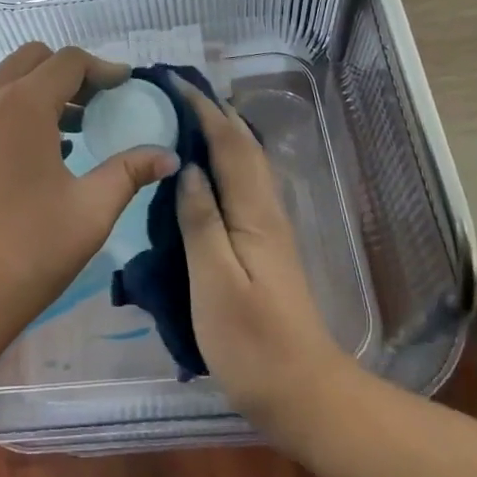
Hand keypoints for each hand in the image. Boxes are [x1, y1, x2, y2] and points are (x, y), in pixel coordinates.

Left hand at [0, 43, 177, 356]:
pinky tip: (37, 153)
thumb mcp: (90, 211)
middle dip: (70, 73)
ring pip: (6, 81)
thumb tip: (168, 156)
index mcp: (21, 104)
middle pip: (33, 59)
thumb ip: (130, 171)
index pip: (68, 61)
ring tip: (74, 130)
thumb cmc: (26, 252)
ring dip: (41, 91)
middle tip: (99, 104)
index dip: (103, 68)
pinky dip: (14, 110)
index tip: (126, 86)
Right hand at [174, 86, 353, 436]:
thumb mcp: (215, 283)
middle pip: (242, 145)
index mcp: (253, 213)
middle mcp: (266, 210)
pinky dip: (224, 159)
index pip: (227, 144)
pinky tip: (205, 169)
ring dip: (220, 130)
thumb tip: (187, 167)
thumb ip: (200, 222)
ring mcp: (269, 228)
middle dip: (213, 110)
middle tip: (175, 89)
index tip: (172, 81)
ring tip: (186, 115)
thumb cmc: (253, 344)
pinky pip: (242, 183)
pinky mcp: (266, 246)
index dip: (201, 109)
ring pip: (246, 162)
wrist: (305, 395)